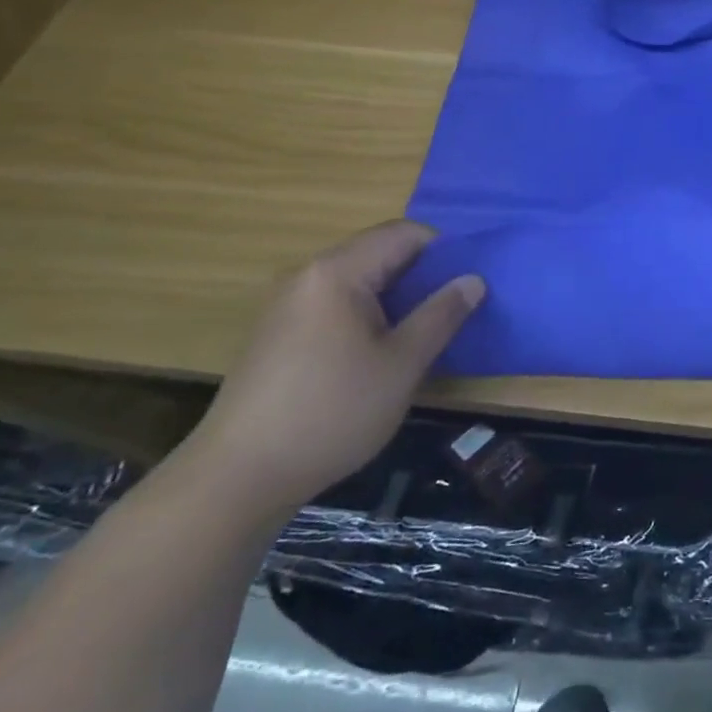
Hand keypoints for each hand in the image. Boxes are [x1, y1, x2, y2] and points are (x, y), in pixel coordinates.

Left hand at [187, 221, 483, 517]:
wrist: (238, 478)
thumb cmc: (332, 412)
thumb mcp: (403, 364)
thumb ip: (441, 315)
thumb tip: (473, 279)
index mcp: (337, 272)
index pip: (403, 234)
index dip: (443, 251)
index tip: (467, 284)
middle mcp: (308, 276)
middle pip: (379, 253)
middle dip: (421, 275)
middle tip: (452, 311)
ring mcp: (287, 305)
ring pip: (358, 281)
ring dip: (395, 298)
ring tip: (421, 334)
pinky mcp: (277, 334)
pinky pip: (335, 305)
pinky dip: (366, 316)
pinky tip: (377, 355)